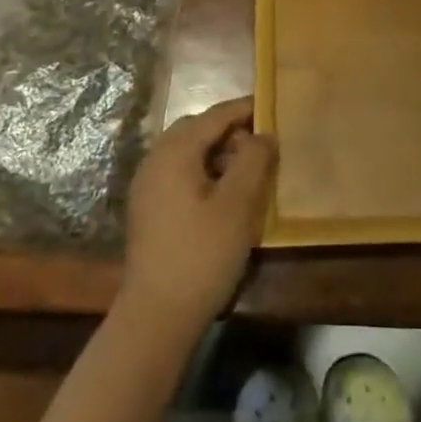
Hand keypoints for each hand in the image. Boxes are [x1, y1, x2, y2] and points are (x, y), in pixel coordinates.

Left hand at [121, 97, 275, 331]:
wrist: (156, 316)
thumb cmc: (201, 254)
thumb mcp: (238, 204)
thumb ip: (254, 160)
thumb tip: (263, 134)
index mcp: (175, 151)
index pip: (215, 115)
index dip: (245, 108)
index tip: (273, 105)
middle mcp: (155, 159)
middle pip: (197, 129)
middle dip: (230, 130)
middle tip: (262, 142)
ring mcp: (147, 185)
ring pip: (187, 152)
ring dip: (217, 152)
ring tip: (248, 170)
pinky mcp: (148, 209)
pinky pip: (179, 173)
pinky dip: (203, 171)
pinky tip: (224, 195)